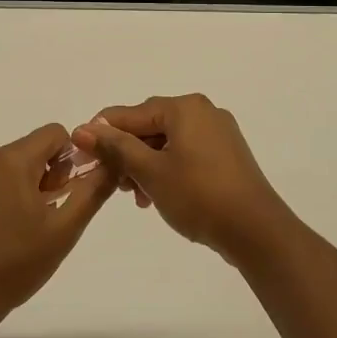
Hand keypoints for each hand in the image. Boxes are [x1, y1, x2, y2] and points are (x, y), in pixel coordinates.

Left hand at [0, 124, 116, 321]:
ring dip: (18, 184)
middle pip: (28, 150)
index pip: (52, 134)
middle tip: (42, 216)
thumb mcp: (65, 229)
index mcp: (10, 160)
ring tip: (17, 227)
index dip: (67, 159)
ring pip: (5, 165)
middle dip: (42, 175)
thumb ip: (92, 190)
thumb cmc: (17, 265)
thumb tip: (111, 162)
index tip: (61, 192)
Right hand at [73, 95, 296, 264]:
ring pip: (167, 143)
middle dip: (127, 154)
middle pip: (149, 127)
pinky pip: (186, 154)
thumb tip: (82, 129)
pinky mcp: (227, 155)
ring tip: (138, 198)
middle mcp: (202, 111)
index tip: (81, 157)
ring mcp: (218, 133)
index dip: (102, 134)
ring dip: (146, 166)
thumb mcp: (150, 172)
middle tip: (113, 184)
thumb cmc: (198, 195)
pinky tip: (158, 196)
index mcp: (184, 107)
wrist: (256, 230)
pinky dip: (167, 170)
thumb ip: (115, 148)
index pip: (130, 113)